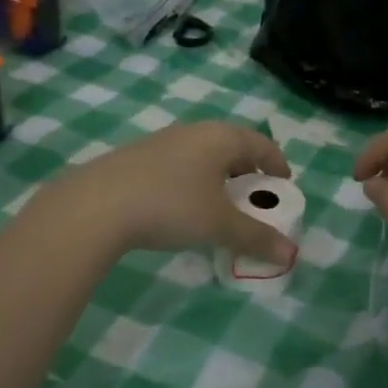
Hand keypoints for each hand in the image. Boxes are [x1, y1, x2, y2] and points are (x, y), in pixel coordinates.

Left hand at [45, 122, 296, 265]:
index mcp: (220, 138)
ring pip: (202, 154)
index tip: (284, 184)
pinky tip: (182, 206)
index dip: (277, 163)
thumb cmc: (171, 206)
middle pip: (231, 146)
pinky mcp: (136, 157)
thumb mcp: (219, 225)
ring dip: (218, 176)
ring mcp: (162, 141)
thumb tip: (290, 255)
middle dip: (247, 171)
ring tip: (220, 204)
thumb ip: (256, 237)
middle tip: (254, 196)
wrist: (96, 205)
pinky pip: (178, 164)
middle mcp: (193, 131)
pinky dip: (192, 181)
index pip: (260, 143)